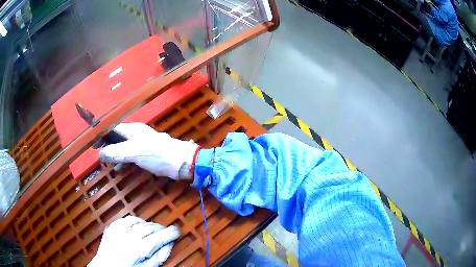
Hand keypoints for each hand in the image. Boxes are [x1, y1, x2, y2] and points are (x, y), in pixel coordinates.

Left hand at [88, 216, 179, 266]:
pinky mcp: (112, 226)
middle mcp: (128, 236)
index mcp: (138, 249)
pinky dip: (137, 221)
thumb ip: (159, 257)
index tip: (177, 231)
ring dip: (149, 225)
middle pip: (150, 227)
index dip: (170, 233)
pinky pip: (128, 219)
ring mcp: (118, 229)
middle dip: (161, 229)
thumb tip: (168, 244)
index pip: (159, 237)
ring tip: (153, 231)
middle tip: (166, 233)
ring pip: (140, 221)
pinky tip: (139, 226)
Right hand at [99, 123, 197, 179]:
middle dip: (108, 147)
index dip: (102, 135)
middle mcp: (136, 134)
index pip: (112, 128)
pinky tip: (121, 168)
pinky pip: (130, 155)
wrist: (181, 162)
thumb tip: (100, 154)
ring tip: (110, 166)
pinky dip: (124, 160)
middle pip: (117, 138)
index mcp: (132, 129)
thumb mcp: (134, 152)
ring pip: (123, 147)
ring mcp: (142, 143)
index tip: (93, 145)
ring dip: (115, 155)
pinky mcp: (147, 153)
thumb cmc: (157, 154)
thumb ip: (116, 152)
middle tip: (101, 158)